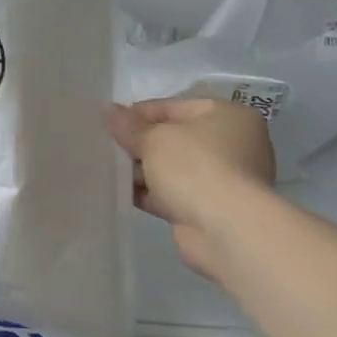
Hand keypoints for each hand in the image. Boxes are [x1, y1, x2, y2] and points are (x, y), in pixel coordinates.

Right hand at [103, 97, 275, 277]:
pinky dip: (149, 192)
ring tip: (106, 169)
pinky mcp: (209, 207)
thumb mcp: (153, 138)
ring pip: (171, 167)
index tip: (107, 123)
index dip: (137, 114)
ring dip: (141, 169)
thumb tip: (106, 108)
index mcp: (227, 116)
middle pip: (172, 137)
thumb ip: (127, 124)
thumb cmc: (194, 167)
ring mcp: (222, 178)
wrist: (225, 230)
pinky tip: (119, 192)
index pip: (172, 107)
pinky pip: (171, 192)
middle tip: (105, 146)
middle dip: (139, 143)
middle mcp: (232, 144)